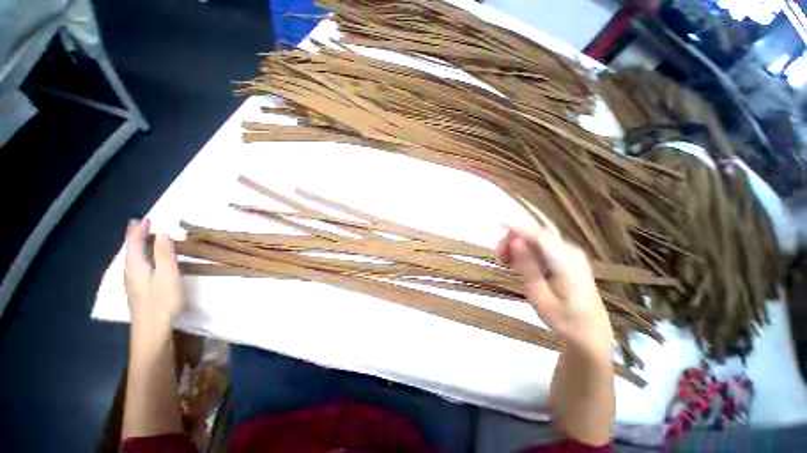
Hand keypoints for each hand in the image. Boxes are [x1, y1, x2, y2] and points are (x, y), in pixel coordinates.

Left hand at [124, 219, 182, 335]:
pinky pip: (138, 267)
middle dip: (134, 237)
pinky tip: (146, 261)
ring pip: (133, 259)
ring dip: (138, 246)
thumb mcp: (167, 275)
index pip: (134, 243)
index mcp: (136, 266)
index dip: (139, 230)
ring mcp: (133, 283)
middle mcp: (131, 273)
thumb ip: (165, 254)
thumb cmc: (162, 301)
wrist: (152, 331)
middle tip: (138, 225)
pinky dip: (141, 257)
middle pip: (130, 250)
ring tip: (142, 239)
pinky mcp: (139, 291)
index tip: (144, 218)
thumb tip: (162, 234)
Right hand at [496, 225, 611, 357]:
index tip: (498, 224)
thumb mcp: (540, 297)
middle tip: (499, 258)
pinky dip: (525, 251)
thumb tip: (515, 241)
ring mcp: (570, 253)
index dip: (518, 227)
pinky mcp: (566, 257)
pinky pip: (541, 246)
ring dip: (517, 245)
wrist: (589, 332)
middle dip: (513, 239)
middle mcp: (570, 251)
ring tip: (505, 262)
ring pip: (537, 238)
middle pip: (537, 234)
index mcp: (567, 262)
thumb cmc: (563, 319)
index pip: (540, 235)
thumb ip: (527, 267)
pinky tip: (517, 263)